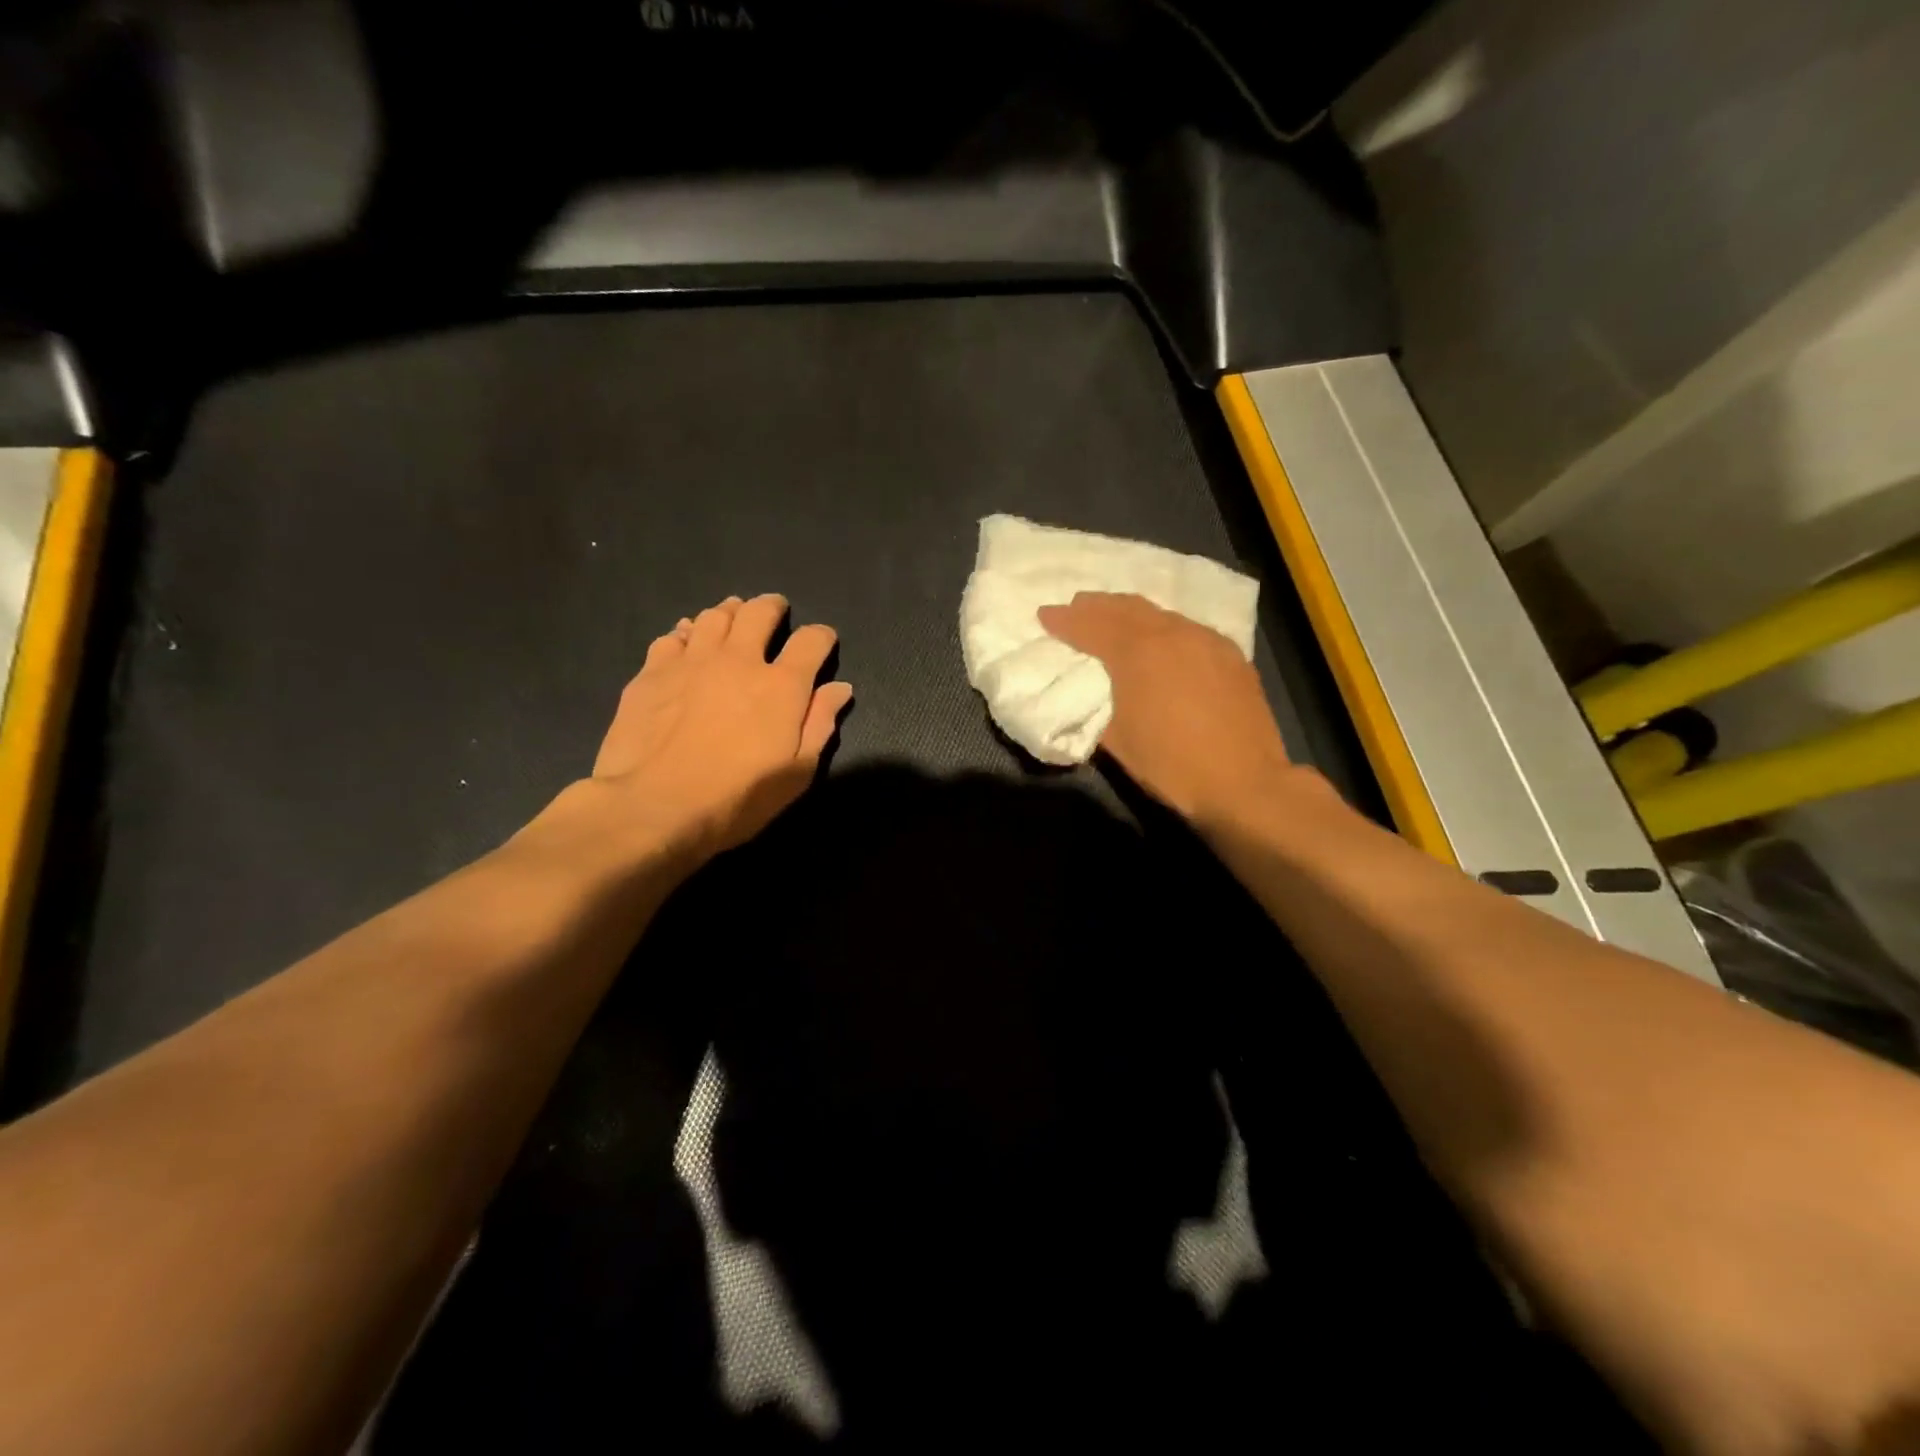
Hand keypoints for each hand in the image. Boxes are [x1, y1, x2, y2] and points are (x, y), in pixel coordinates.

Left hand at [591, 594, 852, 860]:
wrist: (653, 807)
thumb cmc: (736, 798)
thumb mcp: (796, 773)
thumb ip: (820, 724)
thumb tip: (840, 688)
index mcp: (781, 685)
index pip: (811, 641)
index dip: (822, 636)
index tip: (822, 643)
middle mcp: (739, 659)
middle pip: (759, 612)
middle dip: (772, 607)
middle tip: (775, 612)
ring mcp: (692, 660)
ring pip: (714, 616)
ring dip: (730, 612)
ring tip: (733, 618)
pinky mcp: (653, 671)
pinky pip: (673, 636)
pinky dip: (687, 633)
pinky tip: (687, 643)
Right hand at [1038, 592, 1293, 820]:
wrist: (1244, 783)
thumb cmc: (1171, 765)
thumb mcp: (1117, 741)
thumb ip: (1097, 708)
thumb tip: (1089, 695)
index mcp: (1137, 652)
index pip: (1091, 625)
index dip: (1064, 620)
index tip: (1045, 615)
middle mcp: (1172, 633)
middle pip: (1126, 608)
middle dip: (1096, 606)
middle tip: (1076, 606)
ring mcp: (1206, 640)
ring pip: (1160, 614)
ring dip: (1131, 613)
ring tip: (1114, 618)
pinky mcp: (1231, 655)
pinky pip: (1188, 628)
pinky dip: (1163, 627)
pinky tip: (1162, 639)